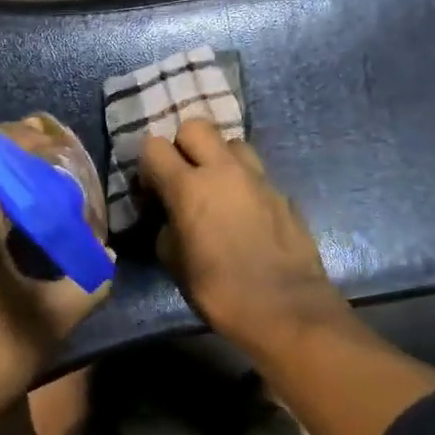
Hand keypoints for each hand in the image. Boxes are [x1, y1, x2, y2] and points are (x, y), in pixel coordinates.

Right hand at [139, 120, 347, 354]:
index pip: (154, 146)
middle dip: (184, 146)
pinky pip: (256, 174)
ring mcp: (259, 178)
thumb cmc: (219, 290)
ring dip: (219, 159)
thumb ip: (167, 228)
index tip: (152, 191)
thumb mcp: (175, 263)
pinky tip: (245, 215)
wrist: (285, 307)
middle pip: (196, 126)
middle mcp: (224, 171)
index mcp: (189, 187)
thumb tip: (172, 219)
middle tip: (183, 178)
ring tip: (218, 190)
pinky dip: (244, 185)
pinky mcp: (283, 193)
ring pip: (232, 143)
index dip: (148, 166)